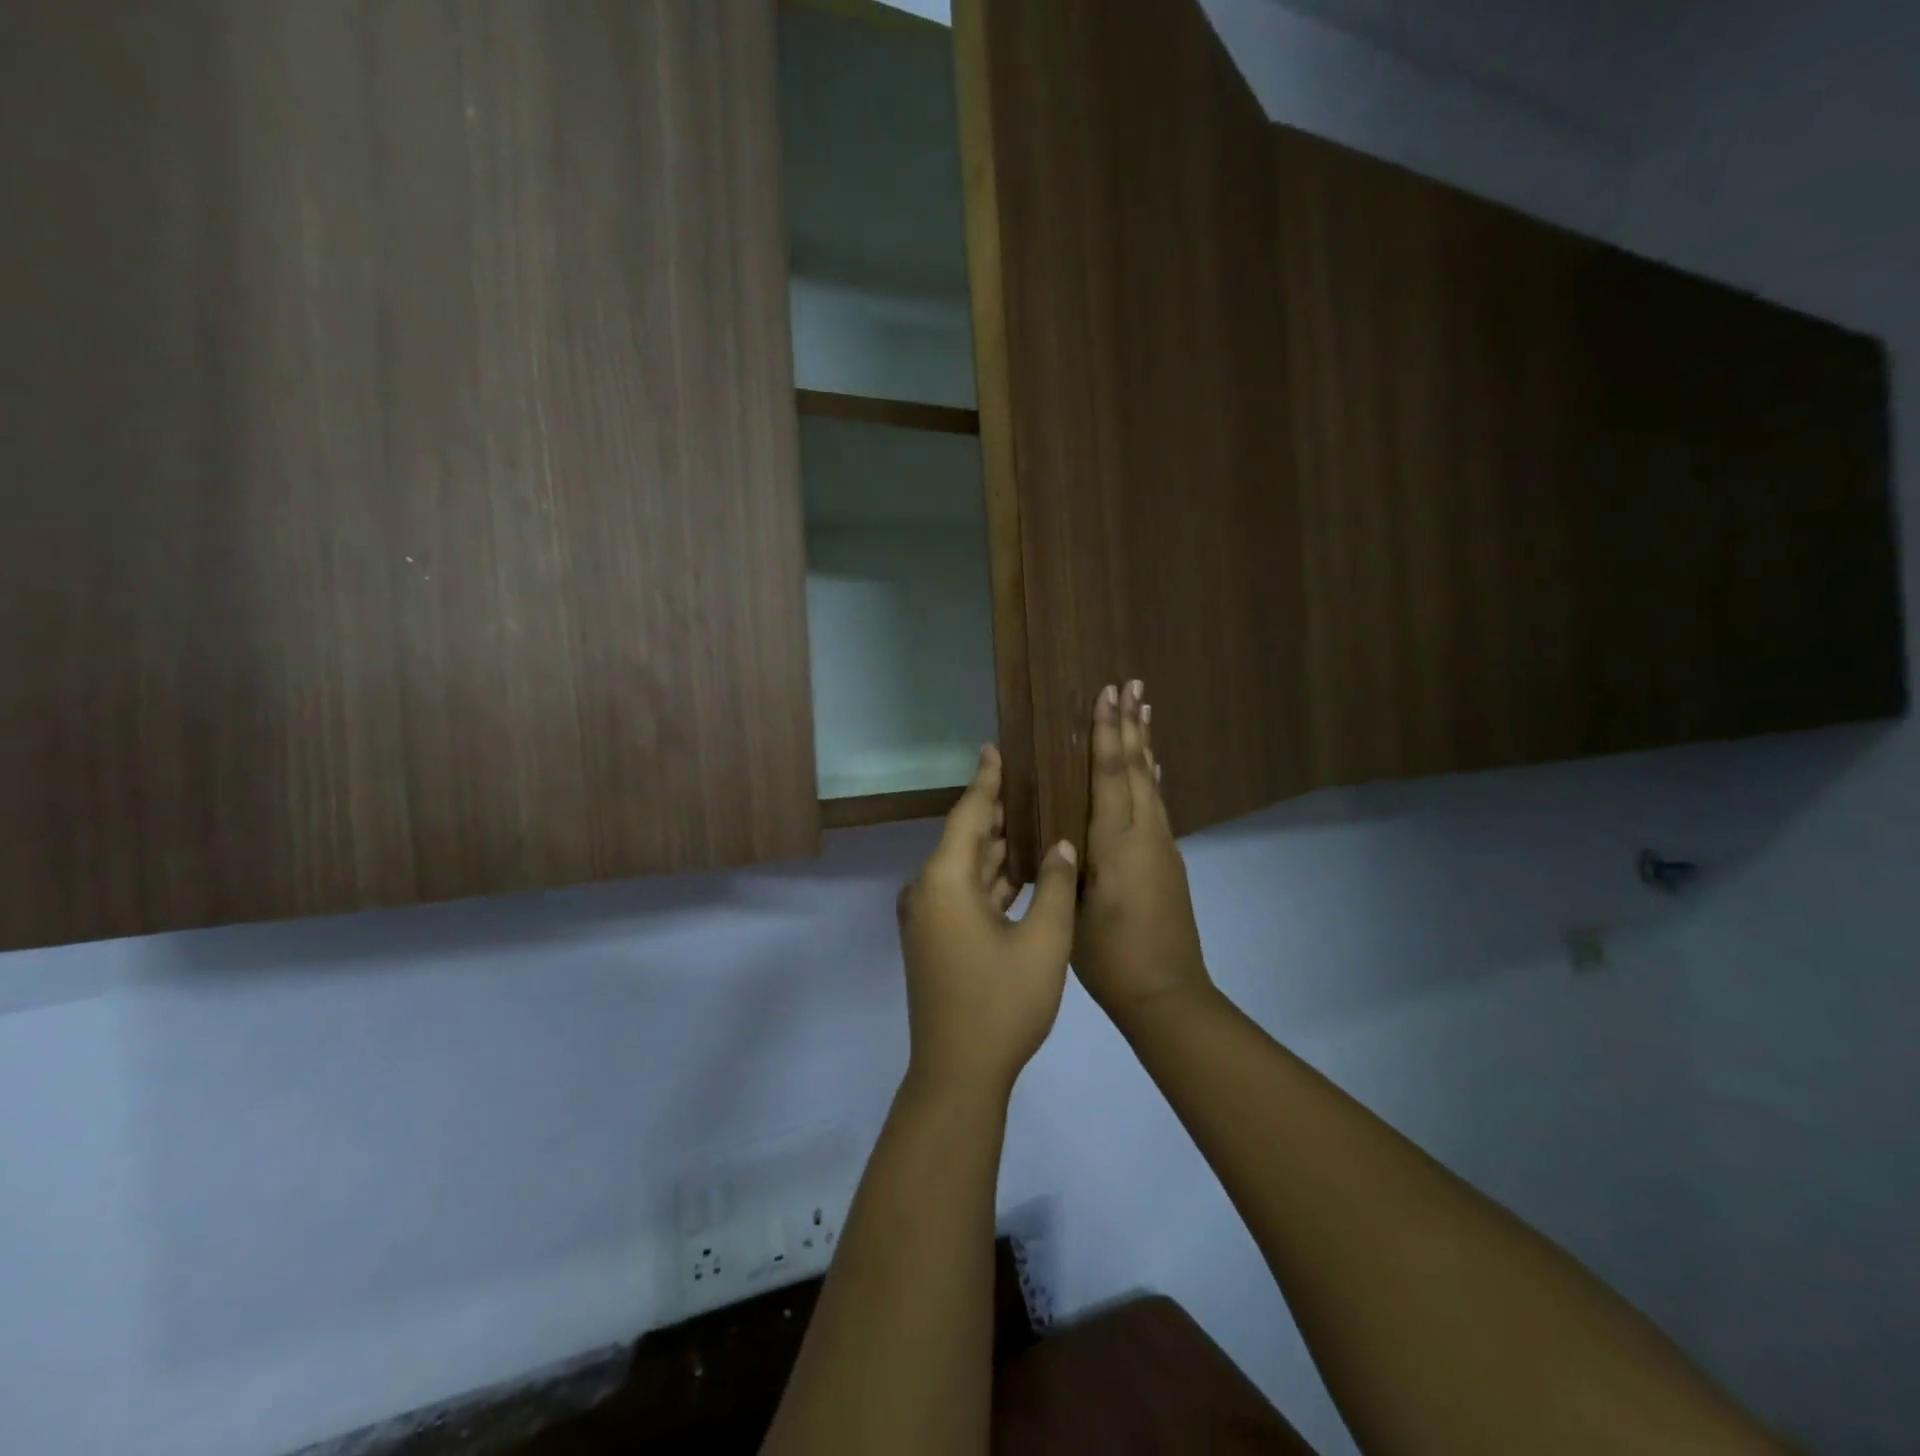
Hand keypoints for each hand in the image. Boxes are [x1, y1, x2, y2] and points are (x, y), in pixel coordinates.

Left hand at [897, 745, 1079, 1100]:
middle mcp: (928, 891)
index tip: (995, 748)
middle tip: (1029, 778)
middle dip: (997, 811)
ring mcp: (928, 917)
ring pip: (966, 868)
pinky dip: (991, 879)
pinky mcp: (934, 938)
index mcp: (945, 882)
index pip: (969, 815)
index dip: (986, 781)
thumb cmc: (1002, 1004)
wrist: (958, 1073)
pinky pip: (964, 893)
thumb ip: (1056, 886)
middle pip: (966, 838)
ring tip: (1032, 815)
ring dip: (996, 846)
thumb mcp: (1043, 942)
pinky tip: (1021, 869)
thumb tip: (1063, 845)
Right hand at [1074, 682, 1213, 1026]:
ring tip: (1143, 710)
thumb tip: (1059, 829)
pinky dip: (1150, 777)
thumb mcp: (1071, 910)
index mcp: (1117, 842)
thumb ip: (1066, 863)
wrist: (1167, 994)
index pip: (1110, 774)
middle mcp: (1146, 834)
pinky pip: (1157, 804)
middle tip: (1130, 684)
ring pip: (1151, 783)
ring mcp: (1162, 846)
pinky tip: (1150, 770)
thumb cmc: (1109, 956)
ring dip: (1145, 745)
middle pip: (1136, 768)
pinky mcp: (1169, 861)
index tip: (1106, 694)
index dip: (1106, 732)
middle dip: (1130, 725)